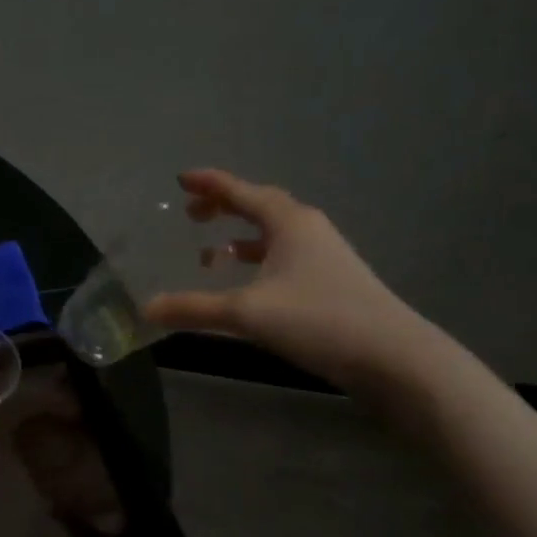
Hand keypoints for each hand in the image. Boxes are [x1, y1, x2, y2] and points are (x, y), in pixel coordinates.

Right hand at [143, 168, 436, 391]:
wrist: (391, 356)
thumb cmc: (317, 319)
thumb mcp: (245, 313)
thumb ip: (193, 309)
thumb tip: (146, 308)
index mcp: (289, 223)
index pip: (242, 192)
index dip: (210, 184)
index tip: (180, 179)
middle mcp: (307, 231)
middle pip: (259, 207)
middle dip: (223, 207)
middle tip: (190, 215)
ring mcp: (322, 257)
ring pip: (272, 236)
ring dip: (239, 238)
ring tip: (208, 255)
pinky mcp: (328, 283)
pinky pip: (281, 259)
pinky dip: (255, 263)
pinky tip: (242, 285)